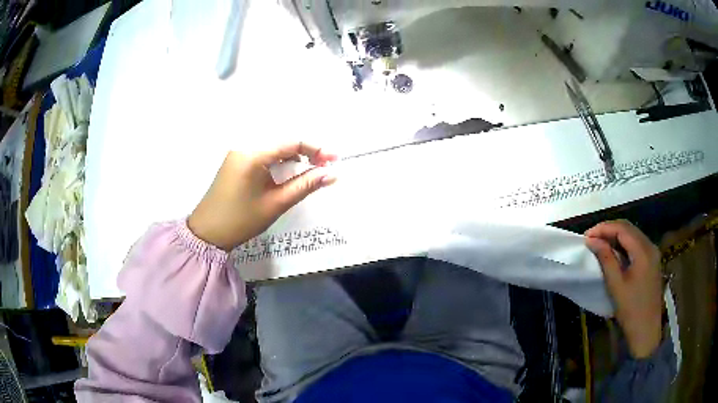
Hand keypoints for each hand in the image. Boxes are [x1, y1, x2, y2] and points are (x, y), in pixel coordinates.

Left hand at [188, 143, 336, 250]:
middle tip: (325, 167)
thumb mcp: (276, 203)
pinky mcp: (235, 162)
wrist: (207, 233)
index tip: (335, 160)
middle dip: (307, 152)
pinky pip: (262, 155)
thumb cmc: (241, 220)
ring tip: (311, 170)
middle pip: (283, 142)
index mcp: (252, 154)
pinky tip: (288, 173)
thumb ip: (305, 185)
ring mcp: (238, 154)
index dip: (316, 149)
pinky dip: (279, 162)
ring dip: (293, 157)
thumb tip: (332, 174)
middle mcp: (244, 147)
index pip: (291, 142)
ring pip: (273, 148)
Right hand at [585, 220, 662, 358]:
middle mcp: (650, 246)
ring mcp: (653, 253)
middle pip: (629, 228)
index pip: (622, 229)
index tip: (586, 236)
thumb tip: (592, 240)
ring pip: (633, 235)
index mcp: (643, 251)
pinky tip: (615, 252)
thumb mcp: (616, 285)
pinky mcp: (653, 261)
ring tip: (600, 244)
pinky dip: (624, 244)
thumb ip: (605, 259)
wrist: (646, 330)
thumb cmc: (631, 310)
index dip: (603, 228)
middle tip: (591, 238)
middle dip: (609, 229)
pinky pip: (637, 244)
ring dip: (616, 236)